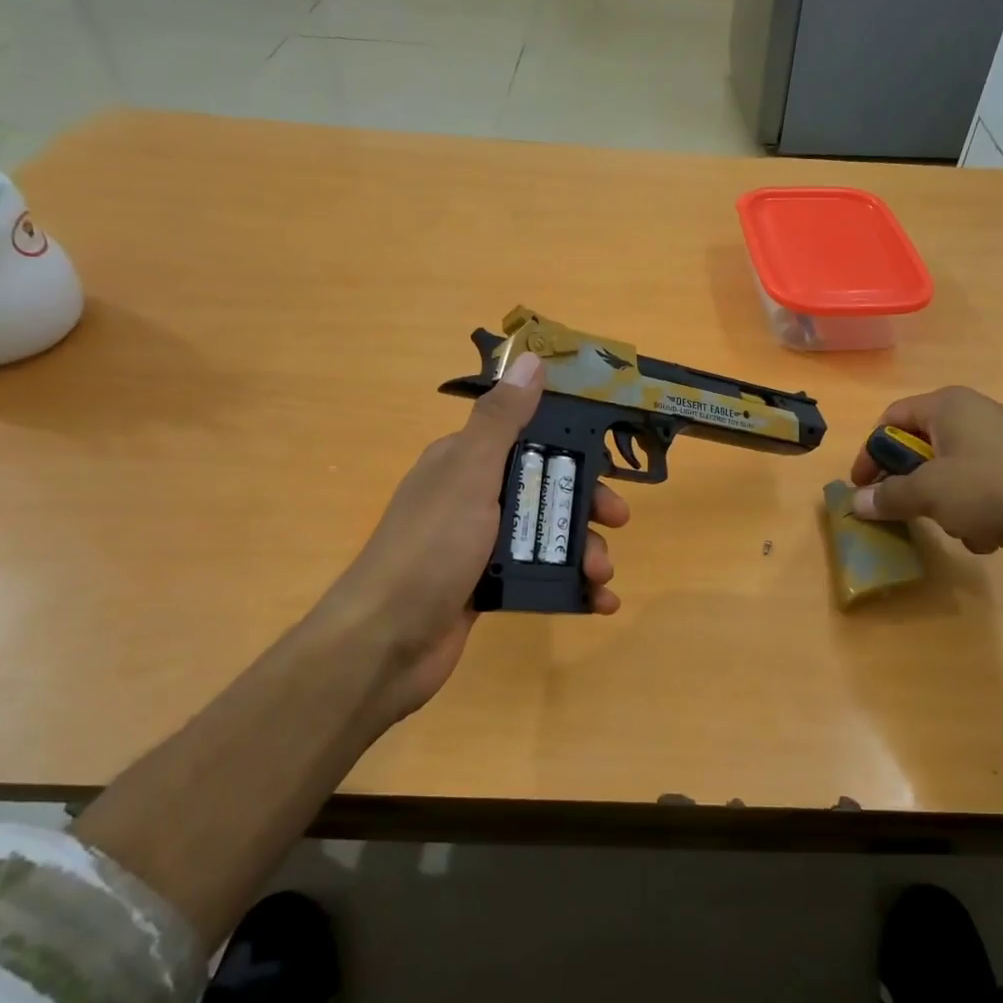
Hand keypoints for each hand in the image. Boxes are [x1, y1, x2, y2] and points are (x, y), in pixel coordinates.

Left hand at [312, 352, 628, 731]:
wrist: (384, 644)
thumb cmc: (430, 550)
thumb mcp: (469, 475)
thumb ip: (502, 420)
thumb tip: (531, 358)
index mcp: (464, 462)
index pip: (529, 438)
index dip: (572, 447)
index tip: (608, 463)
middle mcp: (472, 498)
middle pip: (545, 488)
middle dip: (585, 505)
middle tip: (617, 523)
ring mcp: (479, 545)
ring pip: (546, 535)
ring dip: (584, 551)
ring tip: (602, 576)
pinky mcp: (487, 587)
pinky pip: (539, 576)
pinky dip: (571, 587)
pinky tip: (599, 603)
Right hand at [849, 387, 1002, 579]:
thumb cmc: (992, 489)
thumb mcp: (928, 493)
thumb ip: (887, 496)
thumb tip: (856, 502)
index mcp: (949, 405)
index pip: (891, 418)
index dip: (869, 452)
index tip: (861, 488)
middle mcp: (976, 416)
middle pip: (921, 447)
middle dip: (909, 484)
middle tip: (900, 511)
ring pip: (950, 474)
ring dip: (942, 506)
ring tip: (952, 528)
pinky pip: (981, 490)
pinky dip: (974, 514)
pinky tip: (986, 537)